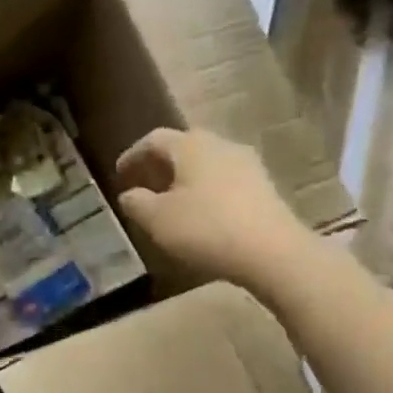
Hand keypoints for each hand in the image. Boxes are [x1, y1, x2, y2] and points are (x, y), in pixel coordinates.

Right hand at [115, 127, 308, 289]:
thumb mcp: (156, 219)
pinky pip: (225, 181)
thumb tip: (129, 194)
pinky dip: (206, 191)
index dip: (132, 155)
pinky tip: (200, 213)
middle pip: (183, 147)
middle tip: (144, 184)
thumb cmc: (205, 228)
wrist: (273, 253)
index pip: (154, 139)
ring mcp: (248, 165)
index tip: (119, 174)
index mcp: (191, 145)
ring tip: (171, 201)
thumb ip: (135, 202)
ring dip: (185, 178)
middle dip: (160, 165)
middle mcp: (221, 145)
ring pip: (206, 164)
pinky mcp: (265, 187)